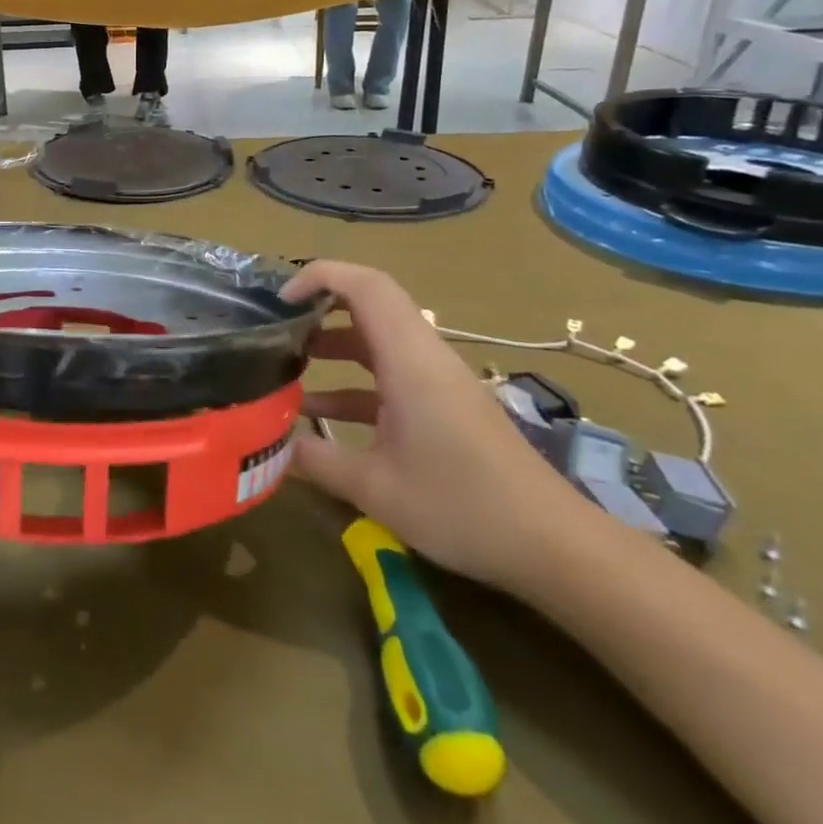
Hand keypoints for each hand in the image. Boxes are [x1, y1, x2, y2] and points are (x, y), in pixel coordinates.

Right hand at [282, 260, 594, 593]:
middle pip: (370, 305)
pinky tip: (321, 416)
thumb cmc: (462, 506)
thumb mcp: (375, 488)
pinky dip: (353, 382)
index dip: (319, 277)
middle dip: (319, 308)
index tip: (281, 300)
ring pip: (378, 341)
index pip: (365, 286)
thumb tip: (267, 446)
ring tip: (288, 366)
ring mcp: (437, 382)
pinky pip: (391, 375)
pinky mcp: (444, 406)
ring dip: (334, 346)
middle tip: (277, 327)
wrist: (555, 546)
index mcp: (409, 360)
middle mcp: (424, 358)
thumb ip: (315, 460)